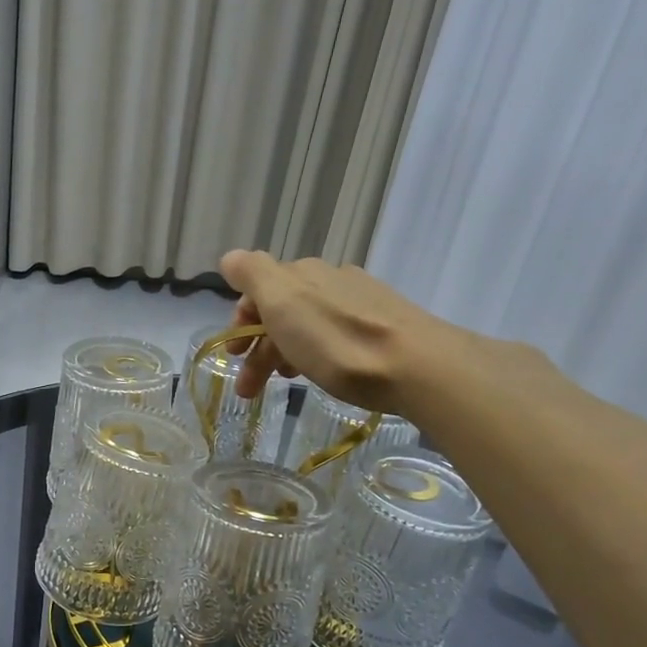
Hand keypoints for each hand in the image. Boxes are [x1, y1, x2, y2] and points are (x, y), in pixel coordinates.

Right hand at [218, 249, 458, 412]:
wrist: (417, 366)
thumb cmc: (337, 340)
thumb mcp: (282, 302)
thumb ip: (251, 274)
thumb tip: (229, 258)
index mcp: (301, 273)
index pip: (257, 289)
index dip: (239, 321)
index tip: (234, 356)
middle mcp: (330, 279)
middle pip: (281, 309)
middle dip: (259, 346)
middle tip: (250, 388)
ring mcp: (361, 300)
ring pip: (308, 323)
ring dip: (285, 352)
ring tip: (286, 383)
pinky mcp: (384, 325)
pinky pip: (335, 334)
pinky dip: (315, 352)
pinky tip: (322, 371)